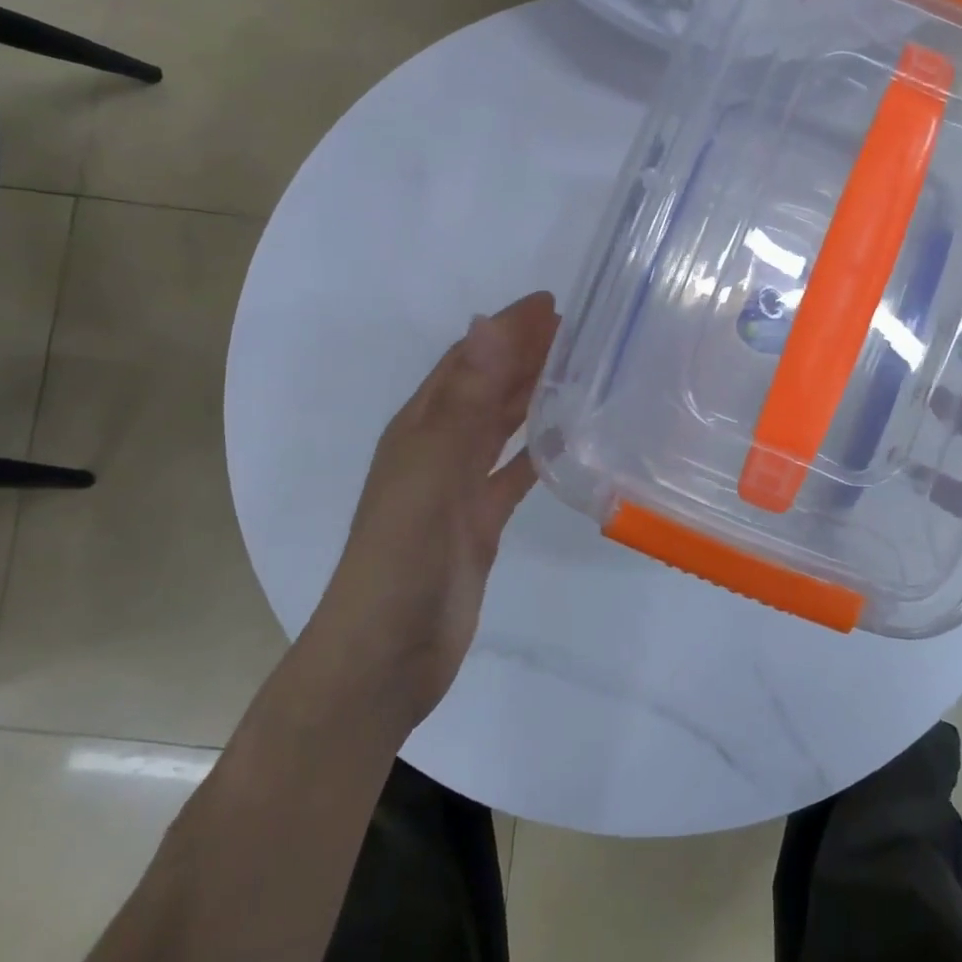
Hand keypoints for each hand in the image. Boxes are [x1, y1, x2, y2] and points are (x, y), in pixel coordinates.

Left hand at [306, 291, 559, 730]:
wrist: (386, 658)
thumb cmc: (402, 559)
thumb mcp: (432, 471)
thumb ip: (465, 400)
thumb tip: (488, 322)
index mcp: (419, 428)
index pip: (468, 361)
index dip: (505, 330)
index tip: (550, 303)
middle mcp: (437, 449)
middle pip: (486, 388)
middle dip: (524, 354)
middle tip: (574, 328)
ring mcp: (457, 488)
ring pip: (501, 426)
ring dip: (531, 395)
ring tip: (576, 370)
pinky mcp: (479, 523)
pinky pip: (513, 474)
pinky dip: (537, 452)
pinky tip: (565, 441)